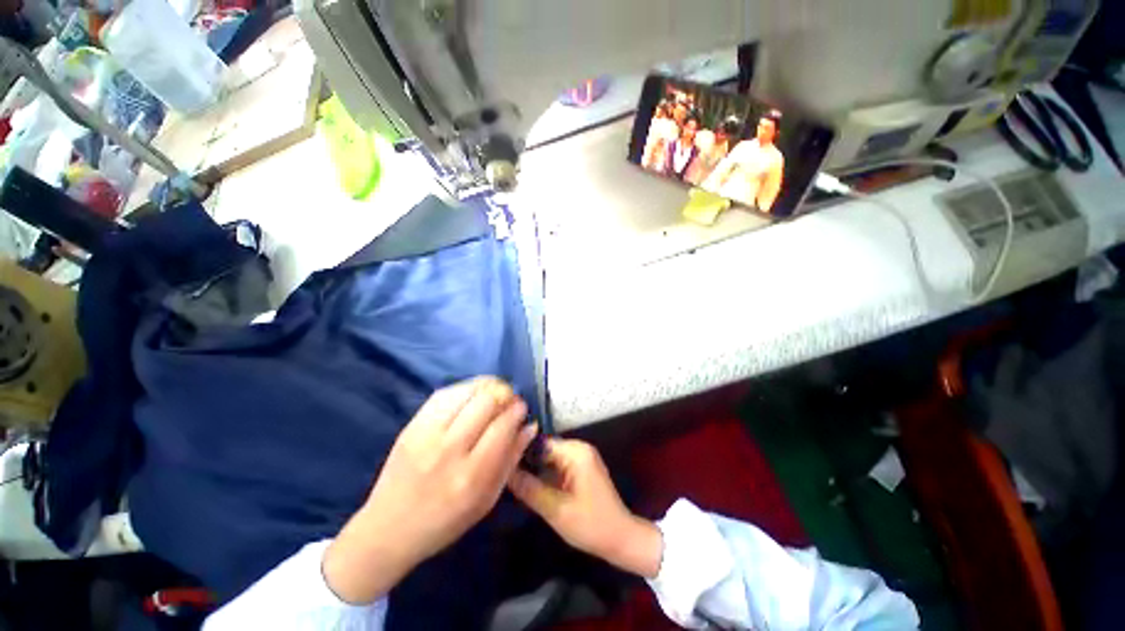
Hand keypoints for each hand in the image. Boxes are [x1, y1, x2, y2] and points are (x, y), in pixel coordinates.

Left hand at [323, 377, 537, 602]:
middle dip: (505, 394)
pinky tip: (472, 395)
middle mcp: (448, 450)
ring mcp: (426, 434)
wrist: (388, 528)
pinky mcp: (411, 425)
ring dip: (487, 386)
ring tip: (494, 393)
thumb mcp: (487, 500)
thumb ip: (511, 459)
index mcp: (471, 475)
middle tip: (509, 400)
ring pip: (466, 391)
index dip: (517, 410)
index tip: (522, 408)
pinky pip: (444, 393)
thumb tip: (530, 425)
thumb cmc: (445, 521)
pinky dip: (464, 388)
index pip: (502, 426)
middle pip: (486, 401)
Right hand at [508, 439, 662, 578]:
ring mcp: (582, 457)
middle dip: (527, 463)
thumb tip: (505, 472)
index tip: (501, 465)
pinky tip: (531, 486)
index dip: (521, 454)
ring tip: (513, 481)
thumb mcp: (556, 510)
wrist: (620, 539)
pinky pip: (558, 465)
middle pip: (545, 449)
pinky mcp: (582, 468)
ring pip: (550, 458)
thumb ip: (530, 489)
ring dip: (536, 470)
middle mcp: (579, 448)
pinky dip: (546, 475)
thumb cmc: (590, 525)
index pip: (541, 444)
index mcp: (576, 452)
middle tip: (505, 476)